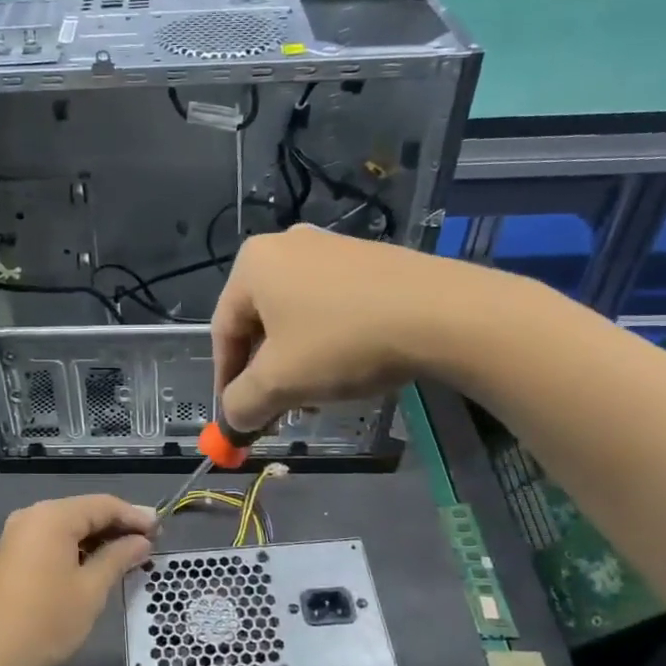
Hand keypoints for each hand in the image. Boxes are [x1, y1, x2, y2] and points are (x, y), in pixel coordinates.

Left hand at [0, 495, 156, 665]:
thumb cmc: (45, 621)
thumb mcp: (90, 590)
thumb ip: (118, 558)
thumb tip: (141, 542)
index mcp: (52, 517)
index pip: (102, 505)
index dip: (134, 516)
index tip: (161, 531)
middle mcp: (32, 516)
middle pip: (83, 511)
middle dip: (117, 526)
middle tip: (149, 543)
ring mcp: (17, 534)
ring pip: (67, 526)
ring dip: (97, 538)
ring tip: (128, 556)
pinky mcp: (11, 554)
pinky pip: (51, 539)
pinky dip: (76, 547)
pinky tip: (95, 564)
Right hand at [212, 226, 443, 429]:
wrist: (443, 313)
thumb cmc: (342, 342)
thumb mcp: (279, 382)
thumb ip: (241, 404)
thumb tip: (232, 420)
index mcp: (253, 264)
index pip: (222, 332)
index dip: (225, 381)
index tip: (236, 418)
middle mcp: (286, 245)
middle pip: (260, 323)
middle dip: (265, 373)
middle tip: (275, 410)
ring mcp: (331, 247)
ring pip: (296, 317)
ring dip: (296, 361)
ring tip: (315, 395)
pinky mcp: (369, 259)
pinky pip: (331, 305)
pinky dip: (328, 340)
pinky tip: (348, 366)